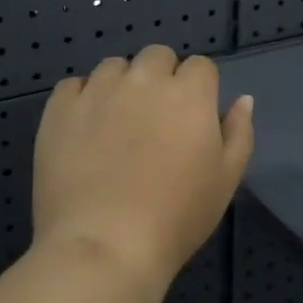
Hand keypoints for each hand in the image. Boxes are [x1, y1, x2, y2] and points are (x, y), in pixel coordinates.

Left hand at [33, 46, 253, 290]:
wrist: (105, 247)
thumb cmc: (177, 217)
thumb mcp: (226, 180)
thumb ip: (239, 132)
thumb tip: (243, 99)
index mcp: (189, 93)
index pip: (200, 66)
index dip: (198, 89)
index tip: (191, 118)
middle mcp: (144, 80)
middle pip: (156, 56)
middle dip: (160, 77)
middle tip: (155, 119)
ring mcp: (98, 91)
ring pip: (114, 67)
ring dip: (121, 85)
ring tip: (115, 124)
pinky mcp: (60, 109)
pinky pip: (72, 86)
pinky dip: (81, 100)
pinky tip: (83, 131)